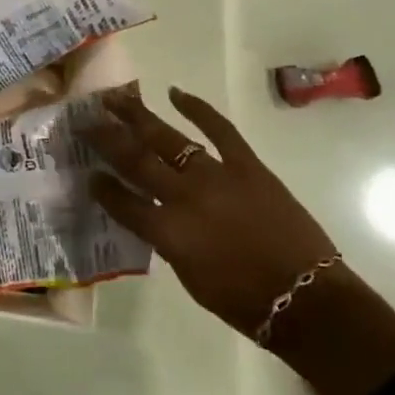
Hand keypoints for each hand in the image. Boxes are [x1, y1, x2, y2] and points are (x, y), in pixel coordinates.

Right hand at [80, 87, 337, 335]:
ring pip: (167, 138)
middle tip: (86, 121)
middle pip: (135, 159)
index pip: (121, 201)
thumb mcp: (189, 277)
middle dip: (106, 138)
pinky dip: (197, 109)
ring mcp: (216, 176)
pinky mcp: (247, 166)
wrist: (308, 300)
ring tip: (116, 99)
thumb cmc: (244, 301)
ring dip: (138, 116)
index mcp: (167, 231)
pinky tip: (176, 93)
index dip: (101, 186)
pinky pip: (220, 130)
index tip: (87, 173)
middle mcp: (184, 196)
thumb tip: (152, 216)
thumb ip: (165, 240)